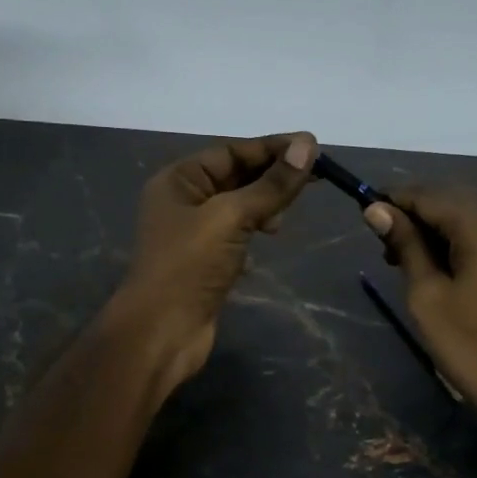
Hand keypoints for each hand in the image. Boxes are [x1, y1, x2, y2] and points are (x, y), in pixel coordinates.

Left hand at [110, 132, 317, 393]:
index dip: (272, 148)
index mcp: (178, 180)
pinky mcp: (205, 261)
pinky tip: (270, 236)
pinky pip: (236, 234)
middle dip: (271, 176)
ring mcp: (193, 233)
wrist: (161, 332)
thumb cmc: (189, 266)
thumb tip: (307, 145)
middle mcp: (183, 201)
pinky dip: (255, 231)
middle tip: (315, 177)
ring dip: (265, 205)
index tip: (312, 148)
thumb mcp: (231, 217)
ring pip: (238, 206)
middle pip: (235, 176)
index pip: (231, 151)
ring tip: (285, 216)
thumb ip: (271, 184)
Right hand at [361, 185, 476, 435]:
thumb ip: (405, 245)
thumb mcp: (428, 295)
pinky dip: (460, 244)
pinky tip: (443, 272)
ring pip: (468, 218)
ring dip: (436, 232)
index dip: (392, 203)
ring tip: (409, 265)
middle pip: (449, 201)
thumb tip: (376, 209)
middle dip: (415, 217)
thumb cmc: (473, 345)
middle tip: (387, 253)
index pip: (426, 194)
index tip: (364, 221)